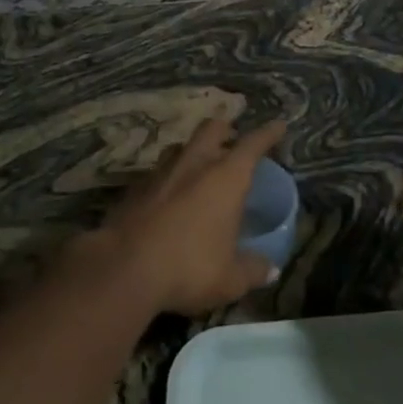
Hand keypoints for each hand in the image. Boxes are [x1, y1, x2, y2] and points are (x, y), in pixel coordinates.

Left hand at [107, 117, 285, 315]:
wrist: (123, 269)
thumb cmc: (190, 267)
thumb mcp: (230, 278)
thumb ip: (253, 270)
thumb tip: (270, 269)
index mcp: (226, 177)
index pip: (253, 144)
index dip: (268, 133)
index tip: (279, 125)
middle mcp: (195, 164)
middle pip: (212, 129)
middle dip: (225, 129)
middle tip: (232, 138)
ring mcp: (160, 173)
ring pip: (180, 147)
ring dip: (192, 151)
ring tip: (198, 166)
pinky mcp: (133, 189)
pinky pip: (156, 173)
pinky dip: (167, 179)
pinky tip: (167, 197)